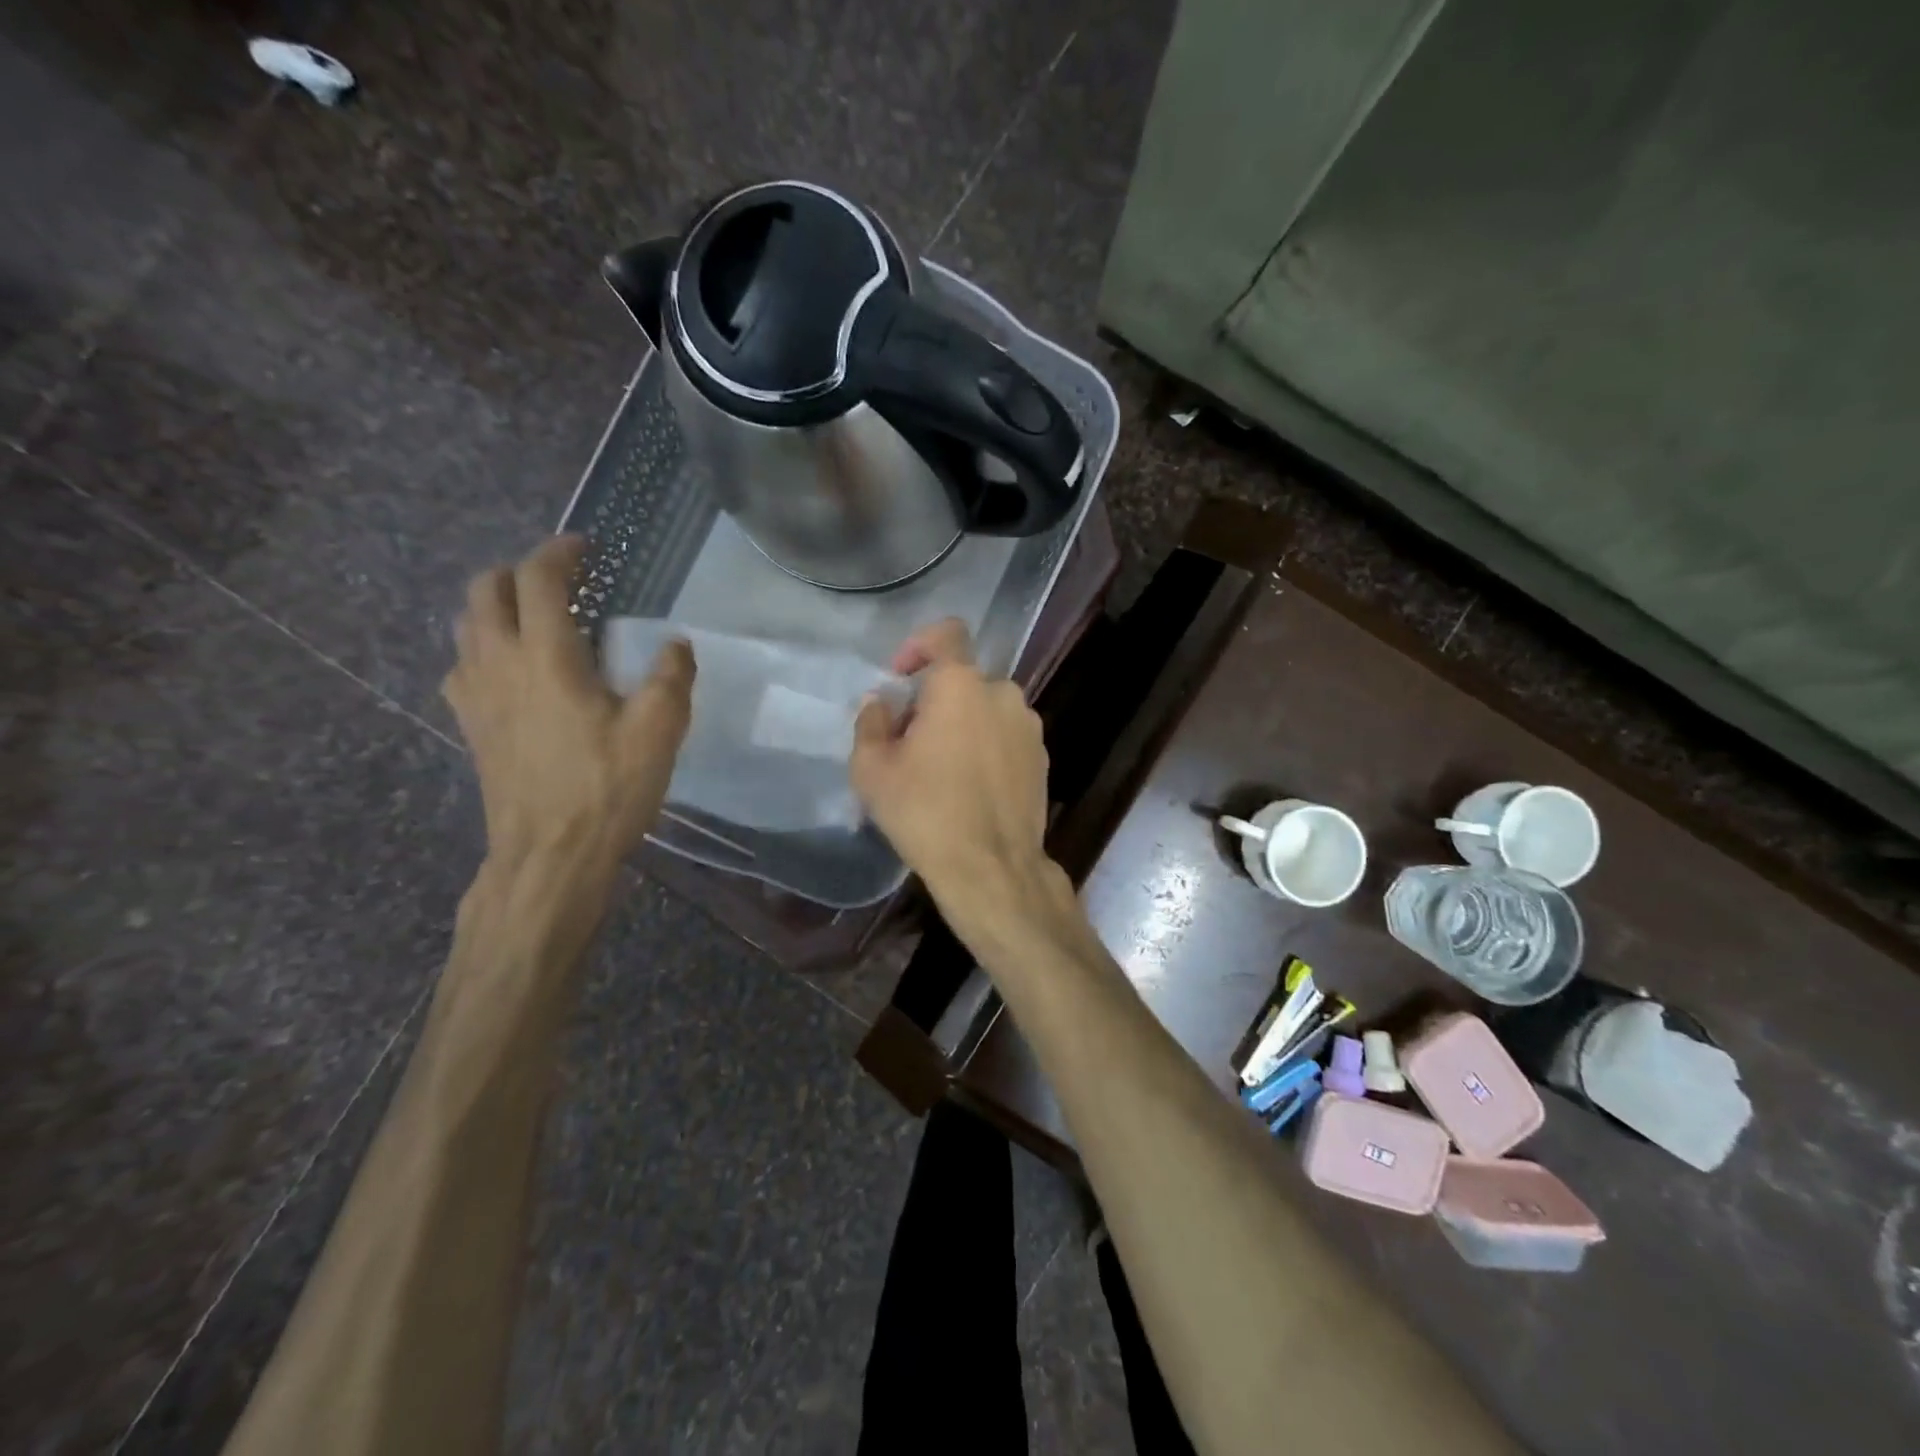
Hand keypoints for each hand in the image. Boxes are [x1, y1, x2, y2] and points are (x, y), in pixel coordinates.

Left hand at [444, 536, 693, 876]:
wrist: (549, 855)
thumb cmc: (606, 788)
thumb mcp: (659, 731)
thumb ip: (670, 677)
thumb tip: (675, 644)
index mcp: (545, 656)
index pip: (536, 578)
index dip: (559, 552)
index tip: (585, 548)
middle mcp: (498, 662)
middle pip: (484, 590)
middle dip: (518, 572)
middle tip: (559, 581)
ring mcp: (474, 695)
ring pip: (466, 625)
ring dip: (496, 606)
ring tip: (537, 620)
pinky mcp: (469, 725)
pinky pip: (463, 665)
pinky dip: (484, 648)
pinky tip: (514, 673)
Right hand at [850, 620, 1063, 922]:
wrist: (991, 868)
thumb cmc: (925, 812)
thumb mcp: (872, 769)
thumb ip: (871, 722)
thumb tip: (881, 703)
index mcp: (961, 685)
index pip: (946, 633)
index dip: (919, 644)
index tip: (901, 677)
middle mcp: (1003, 694)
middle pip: (963, 679)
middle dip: (934, 699)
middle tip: (910, 740)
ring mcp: (1029, 727)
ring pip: (986, 709)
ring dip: (962, 723)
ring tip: (941, 768)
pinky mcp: (1043, 758)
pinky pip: (1006, 735)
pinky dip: (986, 746)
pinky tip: (971, 786)